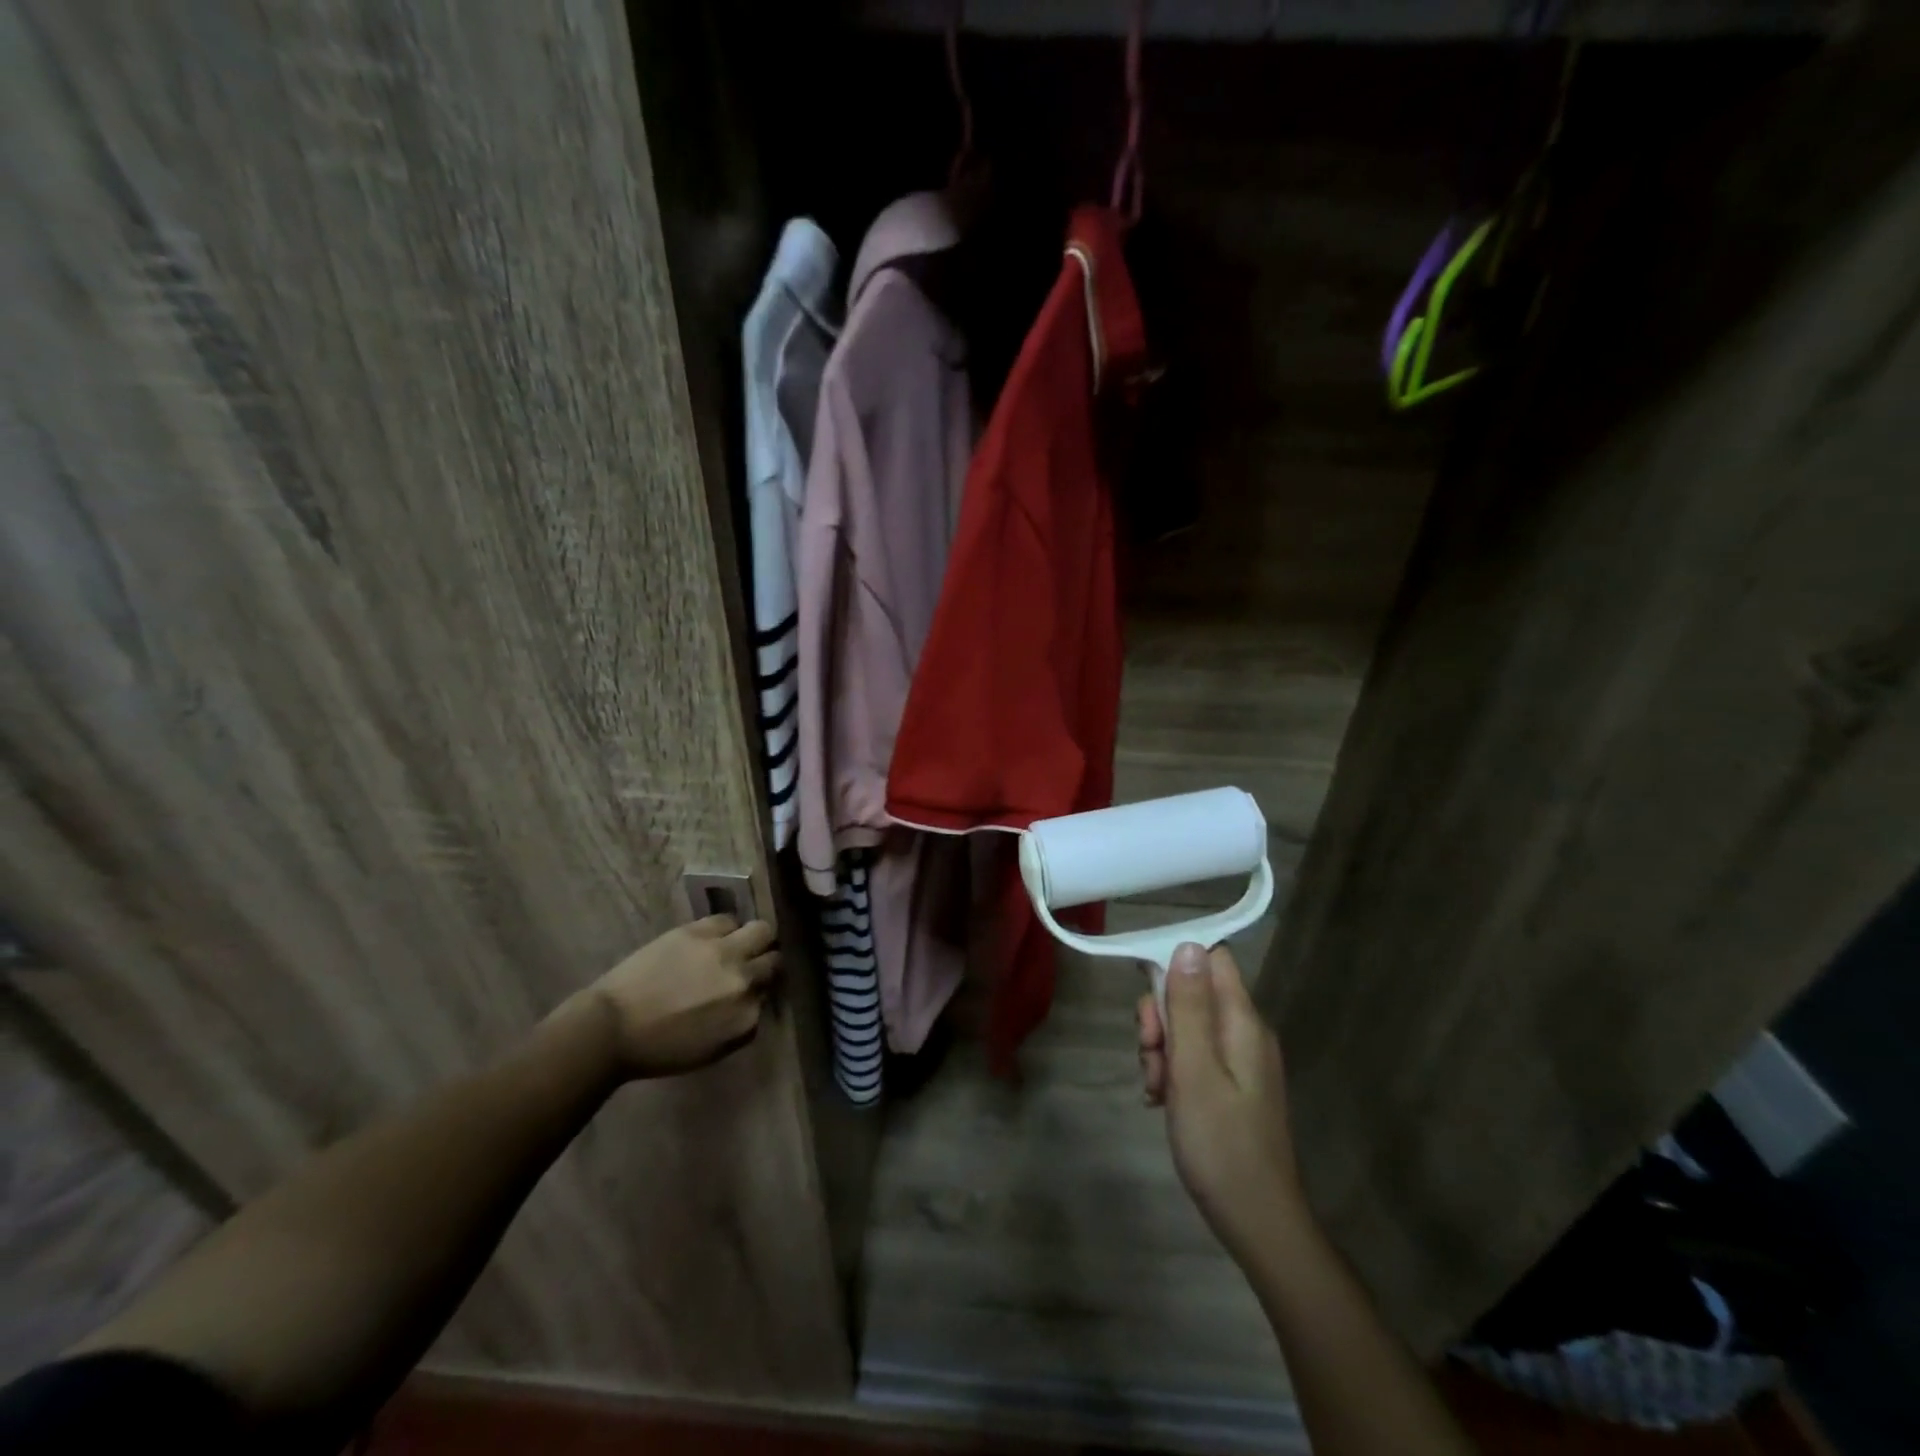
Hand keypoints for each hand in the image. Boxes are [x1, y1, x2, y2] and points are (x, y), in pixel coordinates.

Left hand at [566, 916, 780, 1079]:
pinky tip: (712, 938)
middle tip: (752, 964)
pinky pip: (727, 920)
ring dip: (753, 939)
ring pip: (762, 930)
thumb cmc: (659, 1049)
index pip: (772, 994)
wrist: (611, 1028)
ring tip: (737, 944)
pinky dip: (725, 929)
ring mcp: (723, 952)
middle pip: (775, 960)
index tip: (751, 991)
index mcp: (746, 1017)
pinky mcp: (700, 931)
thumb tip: (753, 1000)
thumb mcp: (712, 1049)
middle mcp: (743, 981)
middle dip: (766, 962)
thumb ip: (741, 1022)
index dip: (761, 990)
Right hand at [1139, 943, 1308, 1262]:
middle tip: (1151, 1054)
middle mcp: (1244, 1032)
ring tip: (1155, 1088)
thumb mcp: (1194, 1070)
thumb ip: (1189, 1007)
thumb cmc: (1221, 1144)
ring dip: (1160, 1049)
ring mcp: (1239, 1060)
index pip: (1211, 960)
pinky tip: (1161, 1100)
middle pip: (1192, 993)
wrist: (1257, 1222)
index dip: (1175, 966)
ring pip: (1186, 1027)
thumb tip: (1187, 945)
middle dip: (1160, 1017)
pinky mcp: (1231, 1085)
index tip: (1149, 997)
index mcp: (1242, 1022)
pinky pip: (1193, 1057)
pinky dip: (1171, 1071)